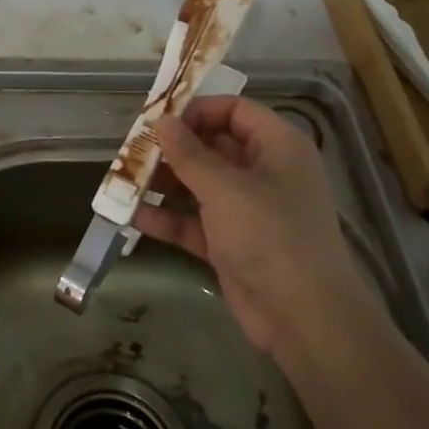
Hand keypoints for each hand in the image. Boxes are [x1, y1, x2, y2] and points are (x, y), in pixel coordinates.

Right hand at [134, 95, 376, 362]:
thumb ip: (189, 154)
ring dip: (164, 182)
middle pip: (212, 146)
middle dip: (172, 148)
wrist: (303, 318)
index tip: (159, 118)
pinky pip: (194, 221)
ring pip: (199, 184)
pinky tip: (133, 215)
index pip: (235, 110)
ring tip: (124, 180)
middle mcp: (263, 172)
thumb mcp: (225, 188)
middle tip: (132, 149)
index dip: (198, 110)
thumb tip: (162, 120)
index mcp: (276, 146)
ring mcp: (246, 210)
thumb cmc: (270, 235)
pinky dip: (169, 217)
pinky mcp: (231, 243)